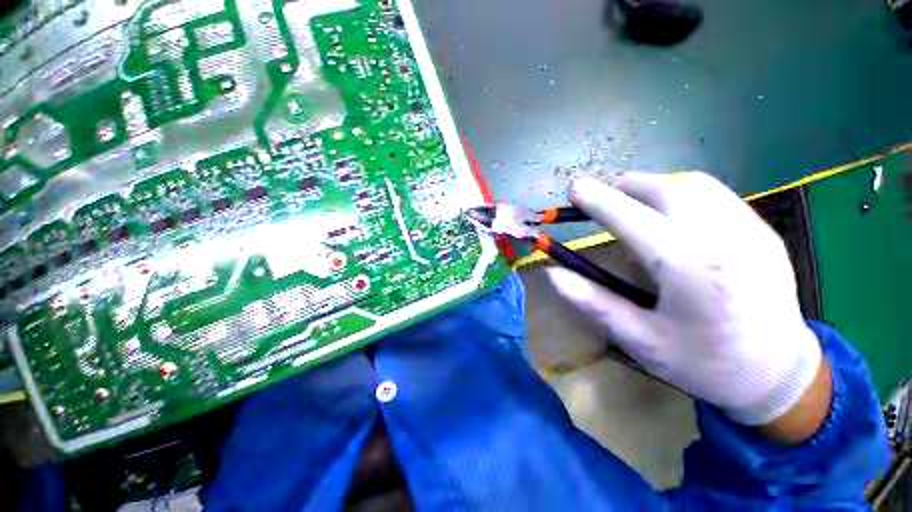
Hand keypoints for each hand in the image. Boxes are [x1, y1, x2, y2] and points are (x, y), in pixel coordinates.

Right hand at [547, 172, 828, 436]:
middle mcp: (723, 238)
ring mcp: (750, 229)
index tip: (574, 189)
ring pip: (693, 184)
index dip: (598, 200)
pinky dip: (681, 193)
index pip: (632, 218)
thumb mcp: (639, 339)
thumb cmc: (703, 363)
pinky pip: (714, 194)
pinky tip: (671, 218)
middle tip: (602, 201)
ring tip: (633, 206)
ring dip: (653, 186)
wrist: (778, 375)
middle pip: (666, 188)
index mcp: (688, 269)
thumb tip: (553, 274)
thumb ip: (592, 302)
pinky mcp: (762, 230)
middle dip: (625, 187)